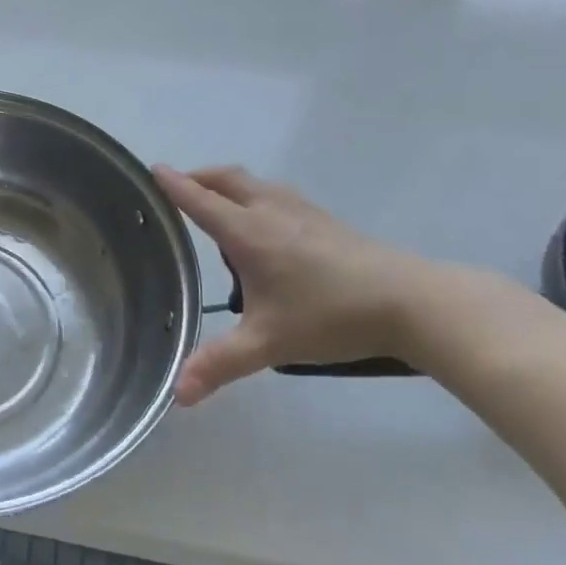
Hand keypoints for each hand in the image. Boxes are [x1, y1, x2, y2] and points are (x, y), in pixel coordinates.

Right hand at [153, 165, 441, 403]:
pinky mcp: (325, 220)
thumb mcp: (269, 344)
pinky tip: (262, 225)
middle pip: (226, 178)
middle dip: (197, 177)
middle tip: (176, 187)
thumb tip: (178, 395)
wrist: (413, 303)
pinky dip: (253, 196)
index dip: (174, 185)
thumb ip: (220, 364)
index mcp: (249, 232)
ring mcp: (302, 211)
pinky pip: (275, 194)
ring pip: (254, 183)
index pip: (200, 200)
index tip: (152, 169)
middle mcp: (271, 211)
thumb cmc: (332, 317)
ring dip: (226, 184)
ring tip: (214, 204)